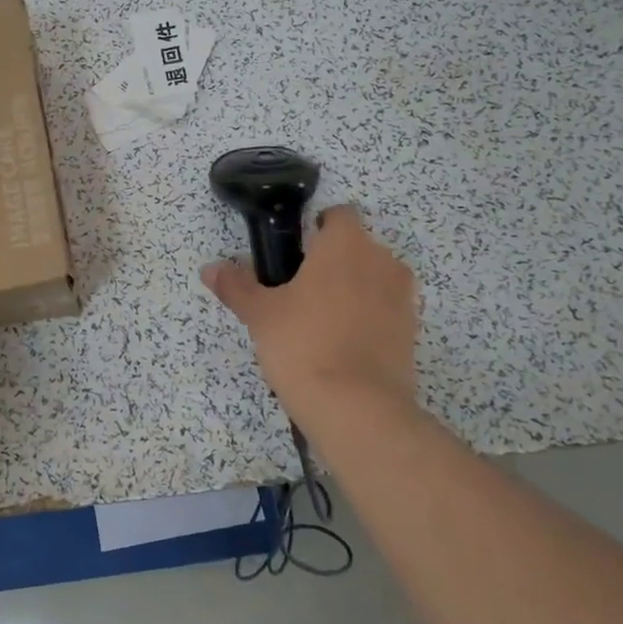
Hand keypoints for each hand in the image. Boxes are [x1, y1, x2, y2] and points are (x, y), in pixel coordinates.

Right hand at [202, 205, 423, 445]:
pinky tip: (342, 347)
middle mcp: (381, 261)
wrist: (357, 408)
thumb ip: (236, 286)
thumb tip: (210, 269)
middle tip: (300, 291)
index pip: (339, 215)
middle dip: (334, 262)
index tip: (296, 253)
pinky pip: (386, 311)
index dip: (317, 228)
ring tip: (320, 323)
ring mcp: (402, 297)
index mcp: (346, 244)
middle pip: (357, 248)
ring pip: (374, 280)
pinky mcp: (412, 332)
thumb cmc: (303, 344)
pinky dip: (368, 319)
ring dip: (354, 290)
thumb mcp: (260, 314)